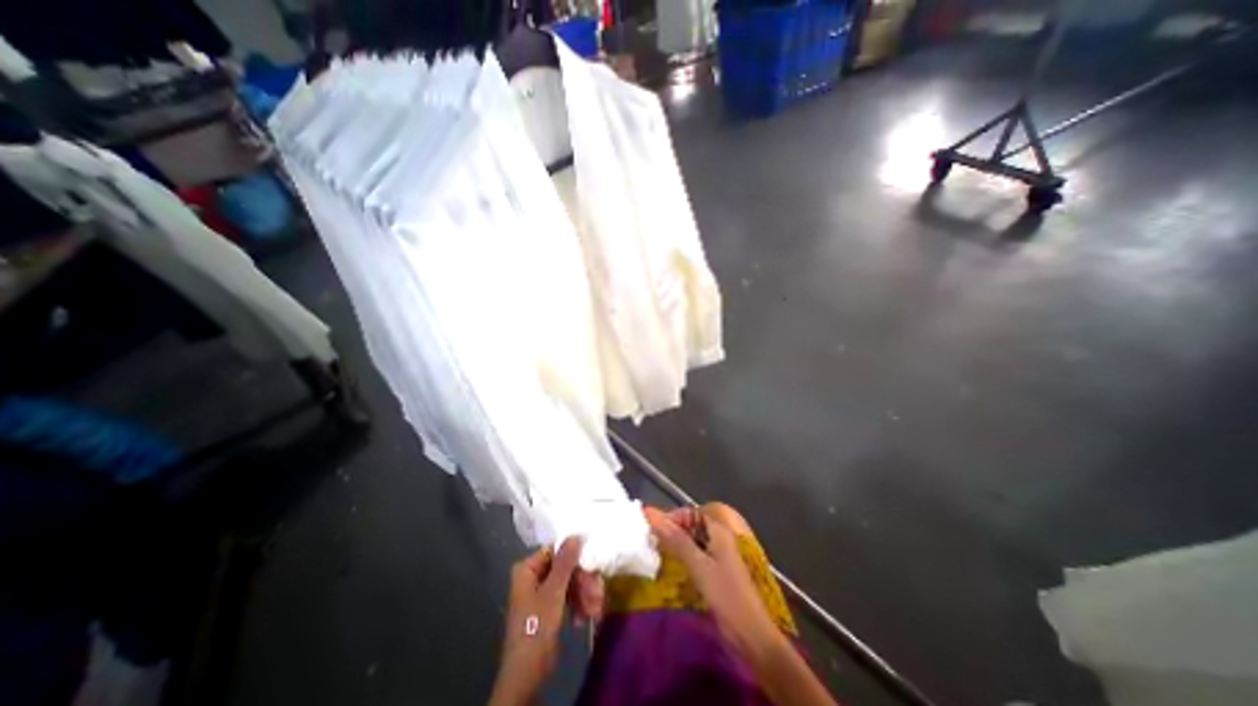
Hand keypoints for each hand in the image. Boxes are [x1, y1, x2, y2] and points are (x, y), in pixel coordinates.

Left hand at [495, 537, 588, 703]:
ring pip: (570, 583)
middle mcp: (534, 576)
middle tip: (597, 593)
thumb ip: (566, 561)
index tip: (593, 566)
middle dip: (583, 582)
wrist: (527, 675)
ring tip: (595, 609)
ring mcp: (541, 593)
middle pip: (566, 568)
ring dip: (584, 595)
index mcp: (528, 568)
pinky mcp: (549, 609)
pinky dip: (578, 605)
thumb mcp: (554, 592)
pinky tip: (585, 618)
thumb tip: (576, 533)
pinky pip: (568, 597)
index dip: (576, 557)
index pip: (556, 551)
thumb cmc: (536, 627)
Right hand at [649, 509, 781, 667]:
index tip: (655, 528)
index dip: (674, 516)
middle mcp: (721, 537)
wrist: (750, 634)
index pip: (693, 511)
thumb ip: (675, 539)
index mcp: (720, 530)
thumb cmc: (725, 594)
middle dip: (675, 528)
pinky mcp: (718, 571)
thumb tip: (650, 513)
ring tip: (660, 551)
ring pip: (695, 539)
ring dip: (678, 542)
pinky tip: (673, 566)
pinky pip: (698, 554)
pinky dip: (685, 555)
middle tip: (655, 540)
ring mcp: (720, 555)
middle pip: (694, 523)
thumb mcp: (697, 565)